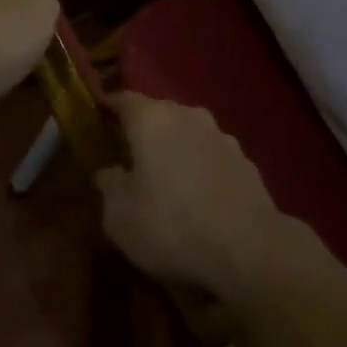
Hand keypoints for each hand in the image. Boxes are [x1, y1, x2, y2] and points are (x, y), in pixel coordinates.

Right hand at [95, 92, 290, 302]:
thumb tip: (109, 172)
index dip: (108, 108)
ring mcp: (221, 135)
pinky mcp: (245, 159)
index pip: (123, 99)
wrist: (248, 248)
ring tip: (165, 177)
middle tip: (128, 154)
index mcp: (152, 119)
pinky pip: (211, 155)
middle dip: (143, 129)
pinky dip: (200, 166)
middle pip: (158, 112)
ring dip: (175, 147)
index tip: (98, 119)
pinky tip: (198, 195)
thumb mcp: (119, 217)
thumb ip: (109, 186)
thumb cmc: (172, 227)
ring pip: (188, 132)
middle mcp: (187, 115)